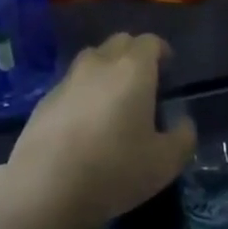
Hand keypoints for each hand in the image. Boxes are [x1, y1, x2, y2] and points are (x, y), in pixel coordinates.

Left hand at [0, 33, 197, 228]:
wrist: (43, 187)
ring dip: (107, 69)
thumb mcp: (164, 163)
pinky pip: (73, 83)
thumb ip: (183, 138)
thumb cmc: (113, 169)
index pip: (150, 42)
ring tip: (114, 100)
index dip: (161, 52)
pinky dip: (84, 91)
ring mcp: (69, 78)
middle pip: (120, 42)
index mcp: (133, 69)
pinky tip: (85, 122)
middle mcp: (100, 63)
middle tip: (144, 84)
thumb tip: (184, 123)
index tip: (168, 71)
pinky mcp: (45, 98)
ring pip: (93, 58)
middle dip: (135, 55)